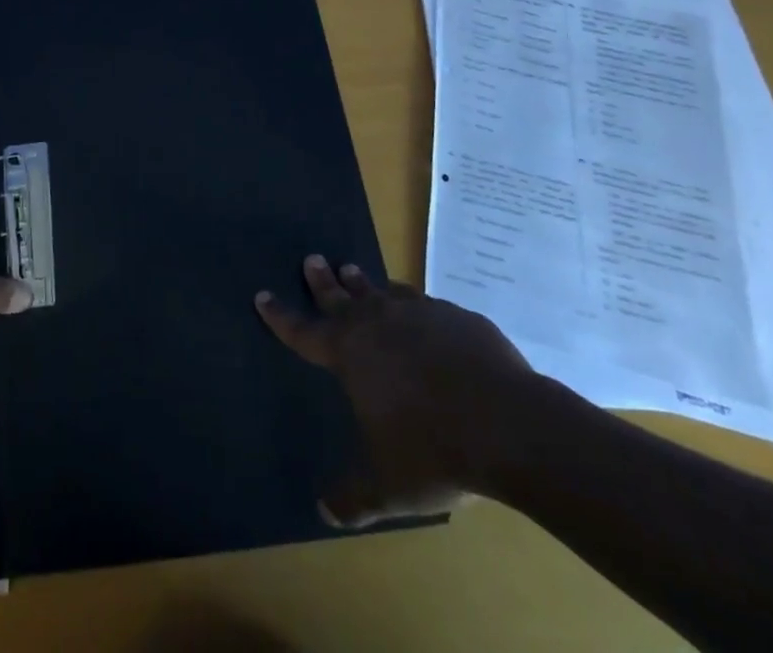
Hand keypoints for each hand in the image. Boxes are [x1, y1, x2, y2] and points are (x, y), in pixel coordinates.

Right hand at [256, 256, 540, 525]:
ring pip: (383, 293)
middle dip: (323, 280)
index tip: (262, 295)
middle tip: (313, 259)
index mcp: (350, 354)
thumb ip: (353, 497)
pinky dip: (416, 308)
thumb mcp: (388, 487)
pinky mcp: (458, 317)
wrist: (510, 425)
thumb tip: (323, 512)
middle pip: (341, 297)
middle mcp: (378, 324)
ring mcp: (419, 314)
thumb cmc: (434, 452)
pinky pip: (427, 306)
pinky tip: (425, 315)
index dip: (280, 316)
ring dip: (367, 286)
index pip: (303, 332)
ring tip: (357, 273)